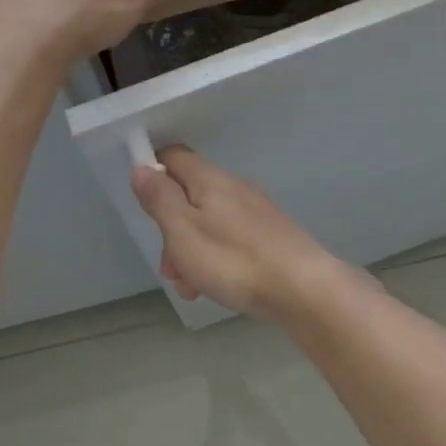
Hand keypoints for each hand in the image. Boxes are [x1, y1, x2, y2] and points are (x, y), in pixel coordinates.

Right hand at [130, 147, 345, 319]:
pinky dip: (215, 260)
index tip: (143, 204)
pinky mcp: (269, 236)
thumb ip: (160, 198)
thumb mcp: (183, 230)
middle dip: (170, 229)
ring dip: (190, 251)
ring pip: (207, 222)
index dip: (152, 171)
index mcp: (208, 179)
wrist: (305, 289)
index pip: (172, 156)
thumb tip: (141, 167)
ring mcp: (253, 212)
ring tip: (190, 288)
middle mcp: (232, 187)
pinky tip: (217, 288)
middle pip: (188, 195)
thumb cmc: (234, 260)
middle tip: (168, 268)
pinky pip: (229, 239)